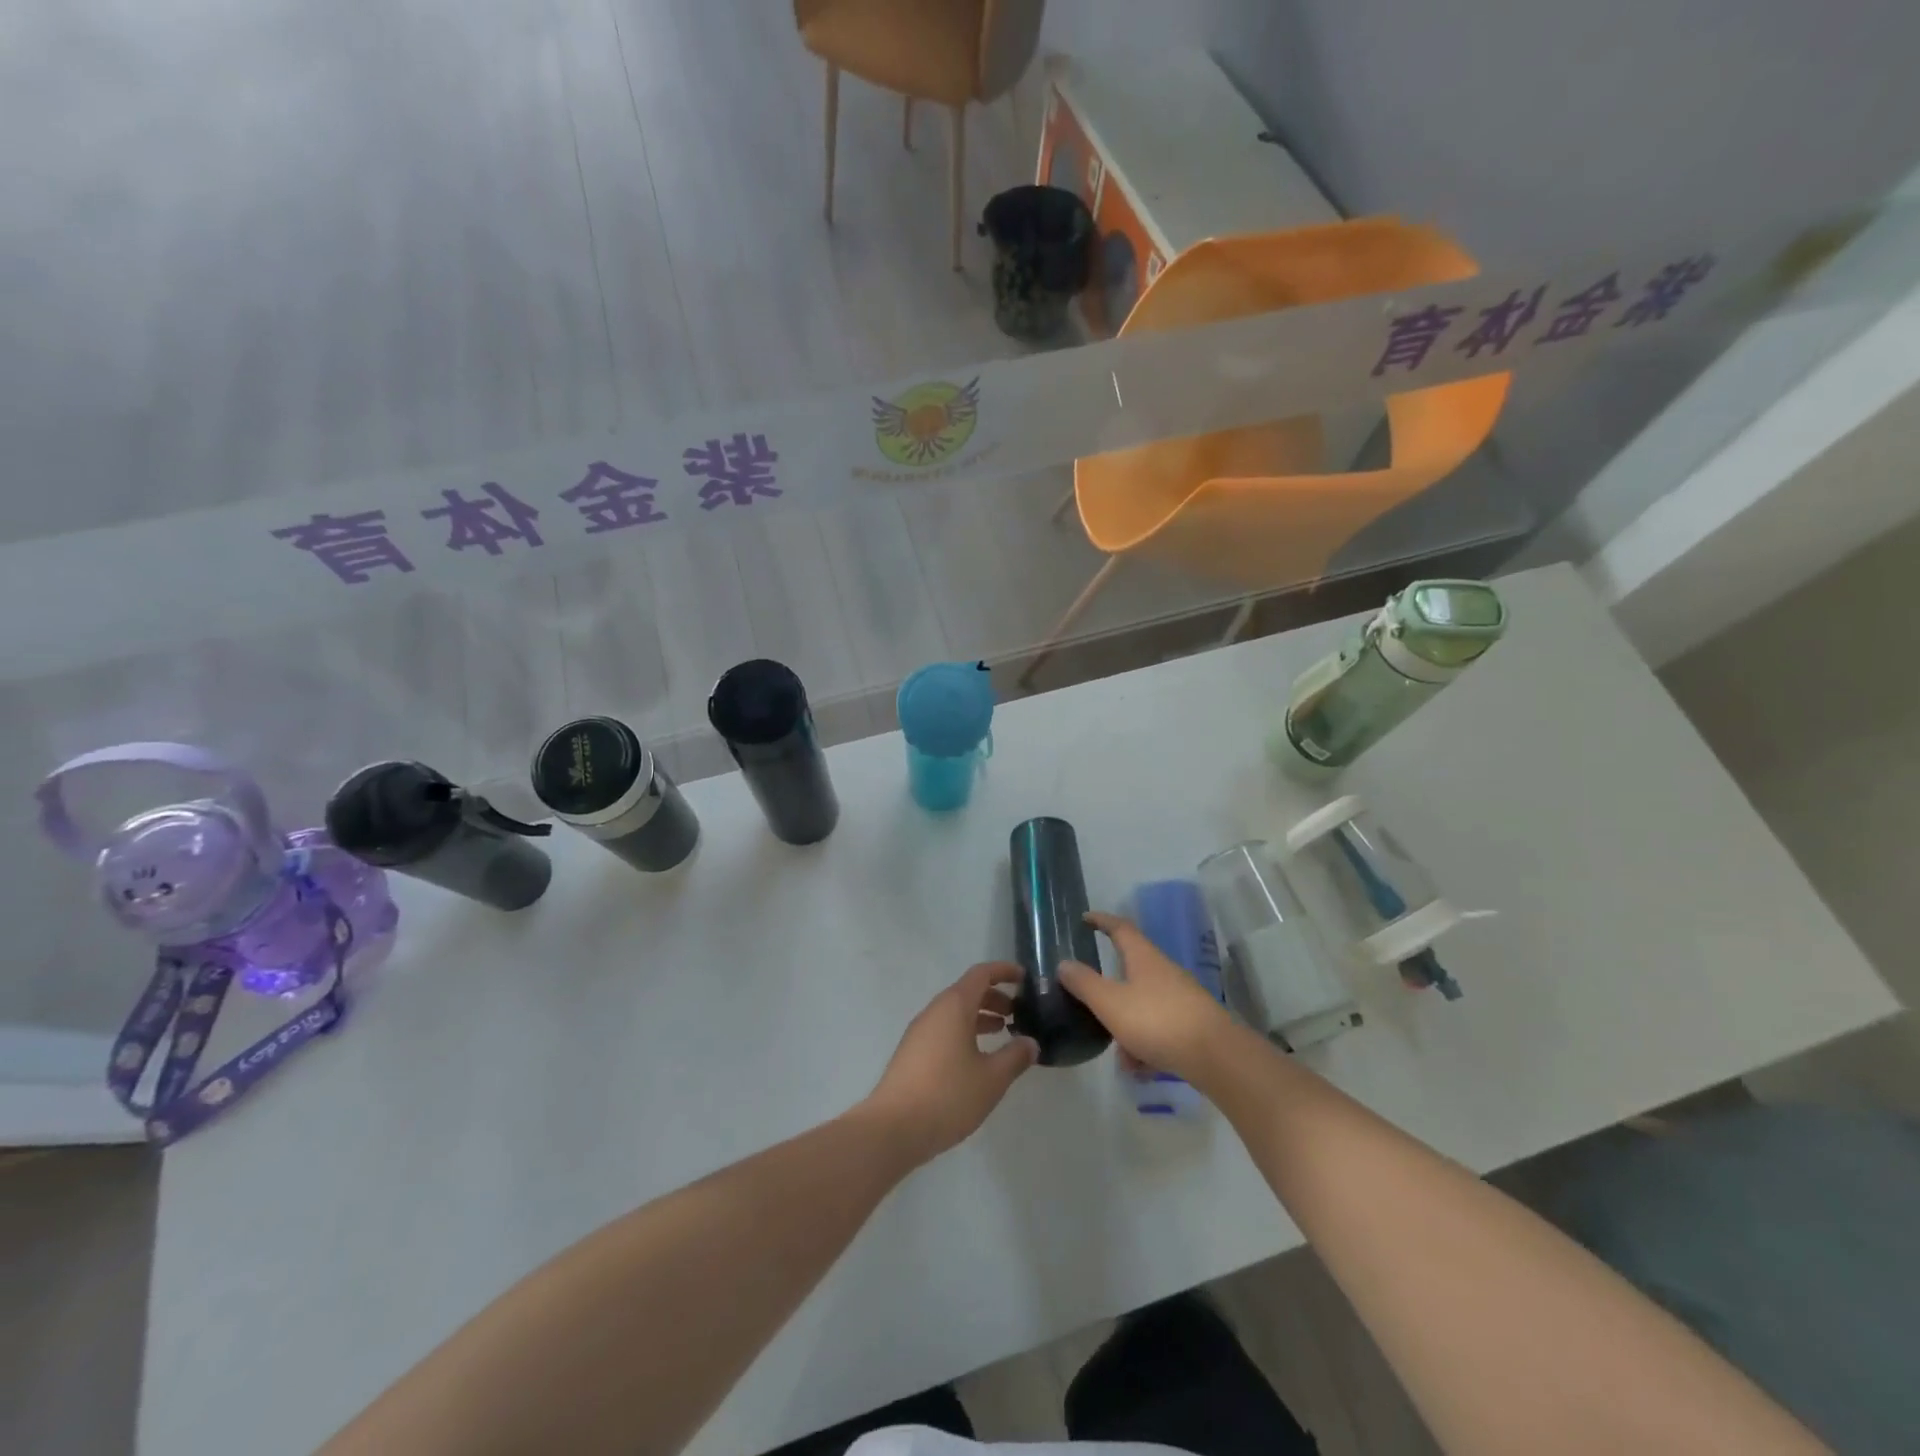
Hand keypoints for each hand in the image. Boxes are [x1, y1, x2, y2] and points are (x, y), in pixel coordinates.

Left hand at [859, 962, 1037, 1167]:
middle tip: (1018, 1013)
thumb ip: (1015, 1056)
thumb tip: (1030, 1043)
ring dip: (980, 1016)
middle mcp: (934, 1011)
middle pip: (967, 991)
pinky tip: (976, 1058)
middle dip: (994, 997)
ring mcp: (919, 1032)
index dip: (1004, 972)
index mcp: (954, 1007)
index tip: (1024, 978)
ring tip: (1003, 1033)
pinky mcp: (912, 1053)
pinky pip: (944, 1029)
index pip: (981, 974)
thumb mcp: (991, 1078)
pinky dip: (965, 1031)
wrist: (893, 1128)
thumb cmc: (948, 1095)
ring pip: (955, 1012)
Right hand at [1059, 911, 1238, 1083]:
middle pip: (1130, 972)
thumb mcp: (1110, 1003)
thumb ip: (1084, 984)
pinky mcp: (1192, 1024)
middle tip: (1092, 1006)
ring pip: (1143, 1007)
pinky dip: (1146, 1047)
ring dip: (1127, 1030)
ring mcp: (1181, 998)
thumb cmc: (1157, 1021)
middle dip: (1109, 994)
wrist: (1217, 1057)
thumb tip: (1064, 963)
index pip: (1119, 928)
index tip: (1084, 918)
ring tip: (1123, 1059)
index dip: (1101, 920)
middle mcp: (1163, 971)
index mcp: (1143, 957)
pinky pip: (1158, 1030)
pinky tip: (1143, 1070)